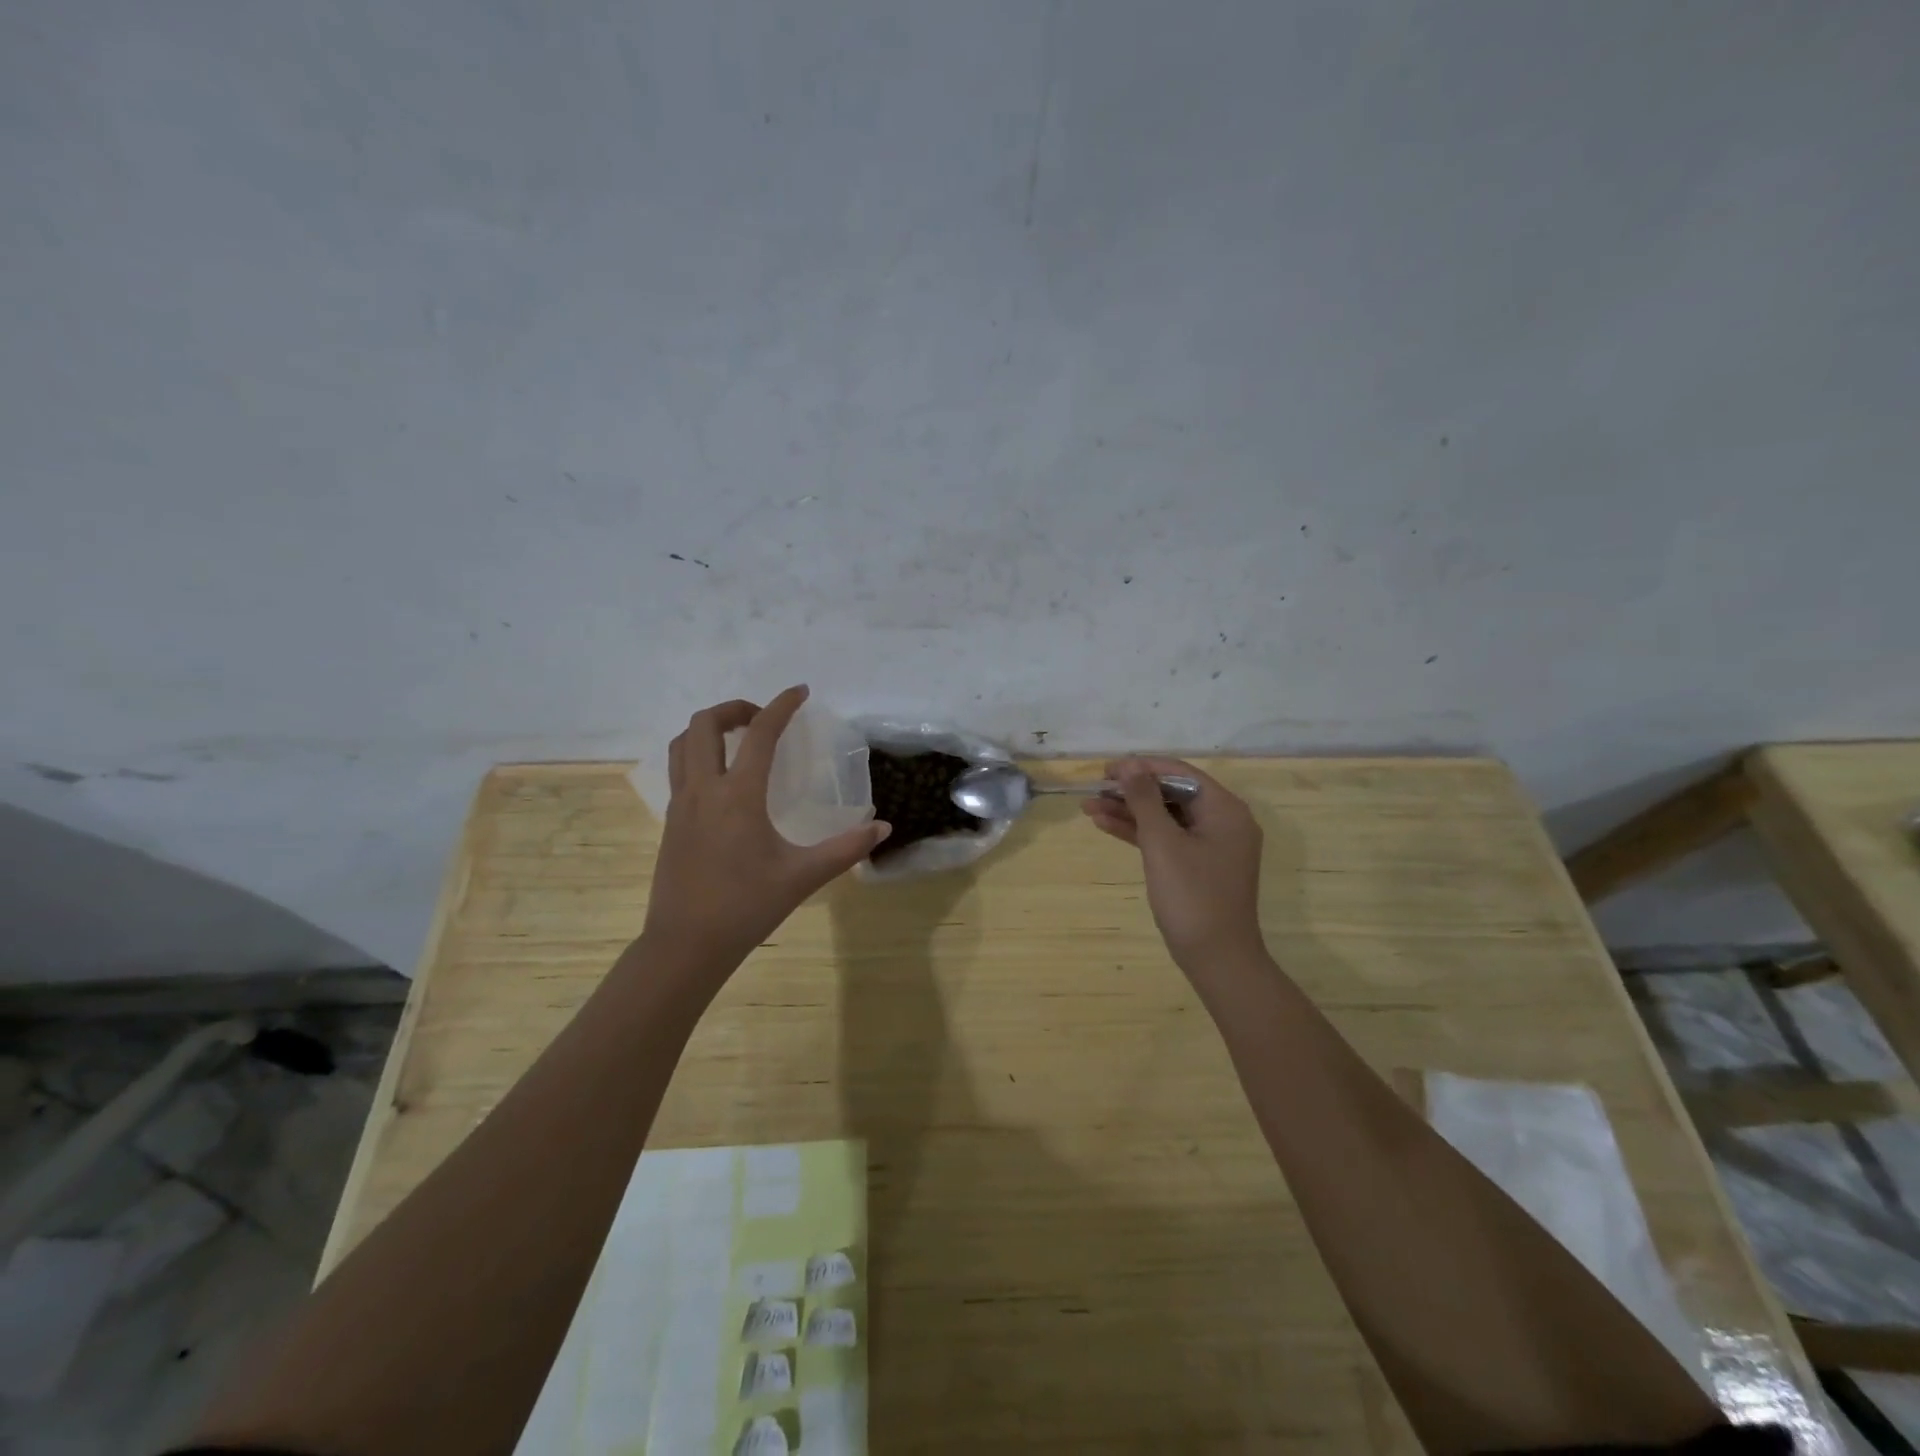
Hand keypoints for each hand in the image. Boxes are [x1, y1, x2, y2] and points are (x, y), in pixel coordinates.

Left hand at [643, 686, 890, 974]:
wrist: (686, 945)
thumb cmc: (746, 907)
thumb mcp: (803, 876)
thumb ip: (846, 849)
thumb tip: (884, 828)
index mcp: (738, 796)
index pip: (760, 734)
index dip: (781, 705)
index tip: (800, 691)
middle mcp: (704, 790)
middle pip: (704, 725)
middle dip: (735, 709)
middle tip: (764, 719)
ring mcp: (681, 805)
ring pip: (683, 744)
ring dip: (709, 729)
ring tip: (739, 739)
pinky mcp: (671, 822)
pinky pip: (679, 769)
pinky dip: (699, 754)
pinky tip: (724, 779)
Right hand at [1082, 756, 1267, 975]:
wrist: (1216, 958)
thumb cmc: (1192, 896)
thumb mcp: (1163, 843)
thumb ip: (1144, 799)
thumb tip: (1129, 764)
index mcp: (1225, 809)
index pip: (1179, 773)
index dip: (1141, 767)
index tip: (1105, 770)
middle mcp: (1223, 821)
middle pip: (1171, 793)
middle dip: (1131, 791)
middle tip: (1094, 789)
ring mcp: (1211, 845)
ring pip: (1165, 817)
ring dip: (1129, 812)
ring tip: (1089, 807)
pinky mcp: (1198, 865)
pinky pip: (1167, 838)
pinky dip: (1140, 833)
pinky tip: (1106, 825)